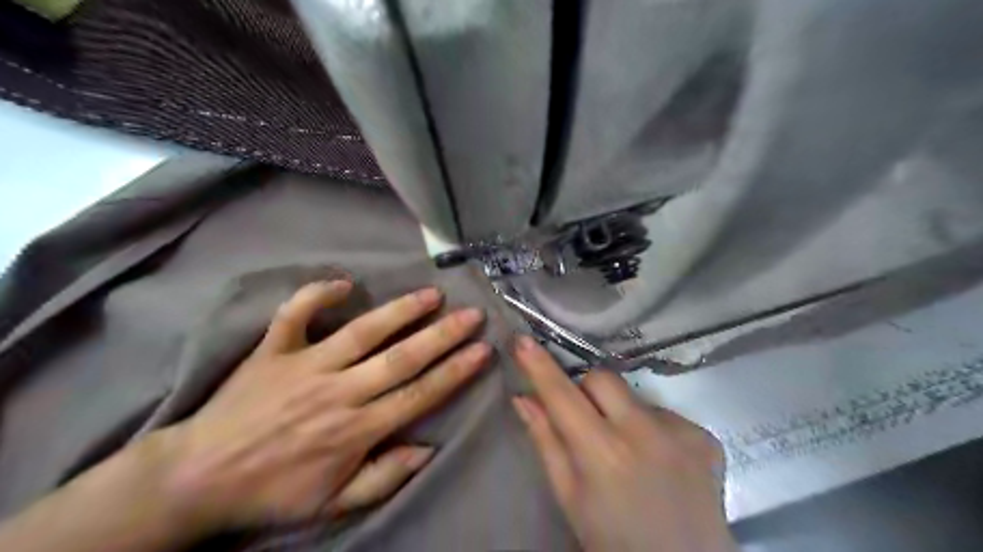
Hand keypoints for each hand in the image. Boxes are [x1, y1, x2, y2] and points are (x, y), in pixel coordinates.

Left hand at [151, 283, 491, 531]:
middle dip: (443, 335)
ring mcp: (305, 366)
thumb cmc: (274, 491)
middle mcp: (339, 391)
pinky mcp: (274, 350)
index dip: (455, 371)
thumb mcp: (334, 503)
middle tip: (471, 314)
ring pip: (363, 332)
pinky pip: (296, 315)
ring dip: (400, 310)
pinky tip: (344, 283)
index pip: (419, 394)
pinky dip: (316, 295)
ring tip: (431, 293)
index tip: (482, 350)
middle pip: (402, 357)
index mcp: (356, 429)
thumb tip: (428, 448)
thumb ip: (384, 476)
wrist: (198, 477)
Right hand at [512, 337, 731, 550]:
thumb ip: (546, 442)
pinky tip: (659, 460)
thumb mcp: (570, 498)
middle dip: (587, 390)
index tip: (523, 340)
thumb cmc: (614, 540)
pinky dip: (653, 429)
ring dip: (622, 414)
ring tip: (629, 452)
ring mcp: (681, 432)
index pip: (562, 395)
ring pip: (634, 396)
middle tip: (586, 420)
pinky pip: (665, 414)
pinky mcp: (705, 436)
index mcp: (603, 453)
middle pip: (602, 378)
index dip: (539, 366)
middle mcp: (644, 433)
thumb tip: (523, 398)